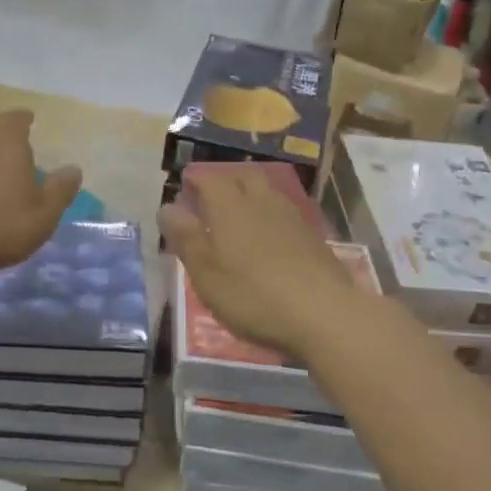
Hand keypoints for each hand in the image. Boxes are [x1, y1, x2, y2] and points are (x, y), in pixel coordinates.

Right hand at [160, 168, 369, 358]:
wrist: (324, 314)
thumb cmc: (252, 295)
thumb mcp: (205, 272)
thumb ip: (185, 237)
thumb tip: (167, 207)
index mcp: (229, 206)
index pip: (208, 178)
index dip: (194, 181)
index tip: (184, 191)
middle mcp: (261, 201)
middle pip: (242, 176)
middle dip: (224, 181)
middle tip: (210, 200)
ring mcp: (291, 216)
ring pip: (266, 192)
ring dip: (249, 196)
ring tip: (238, 218)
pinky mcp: (313, 236)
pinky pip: (284, 212)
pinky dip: (269, 216)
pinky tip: (267, 239)